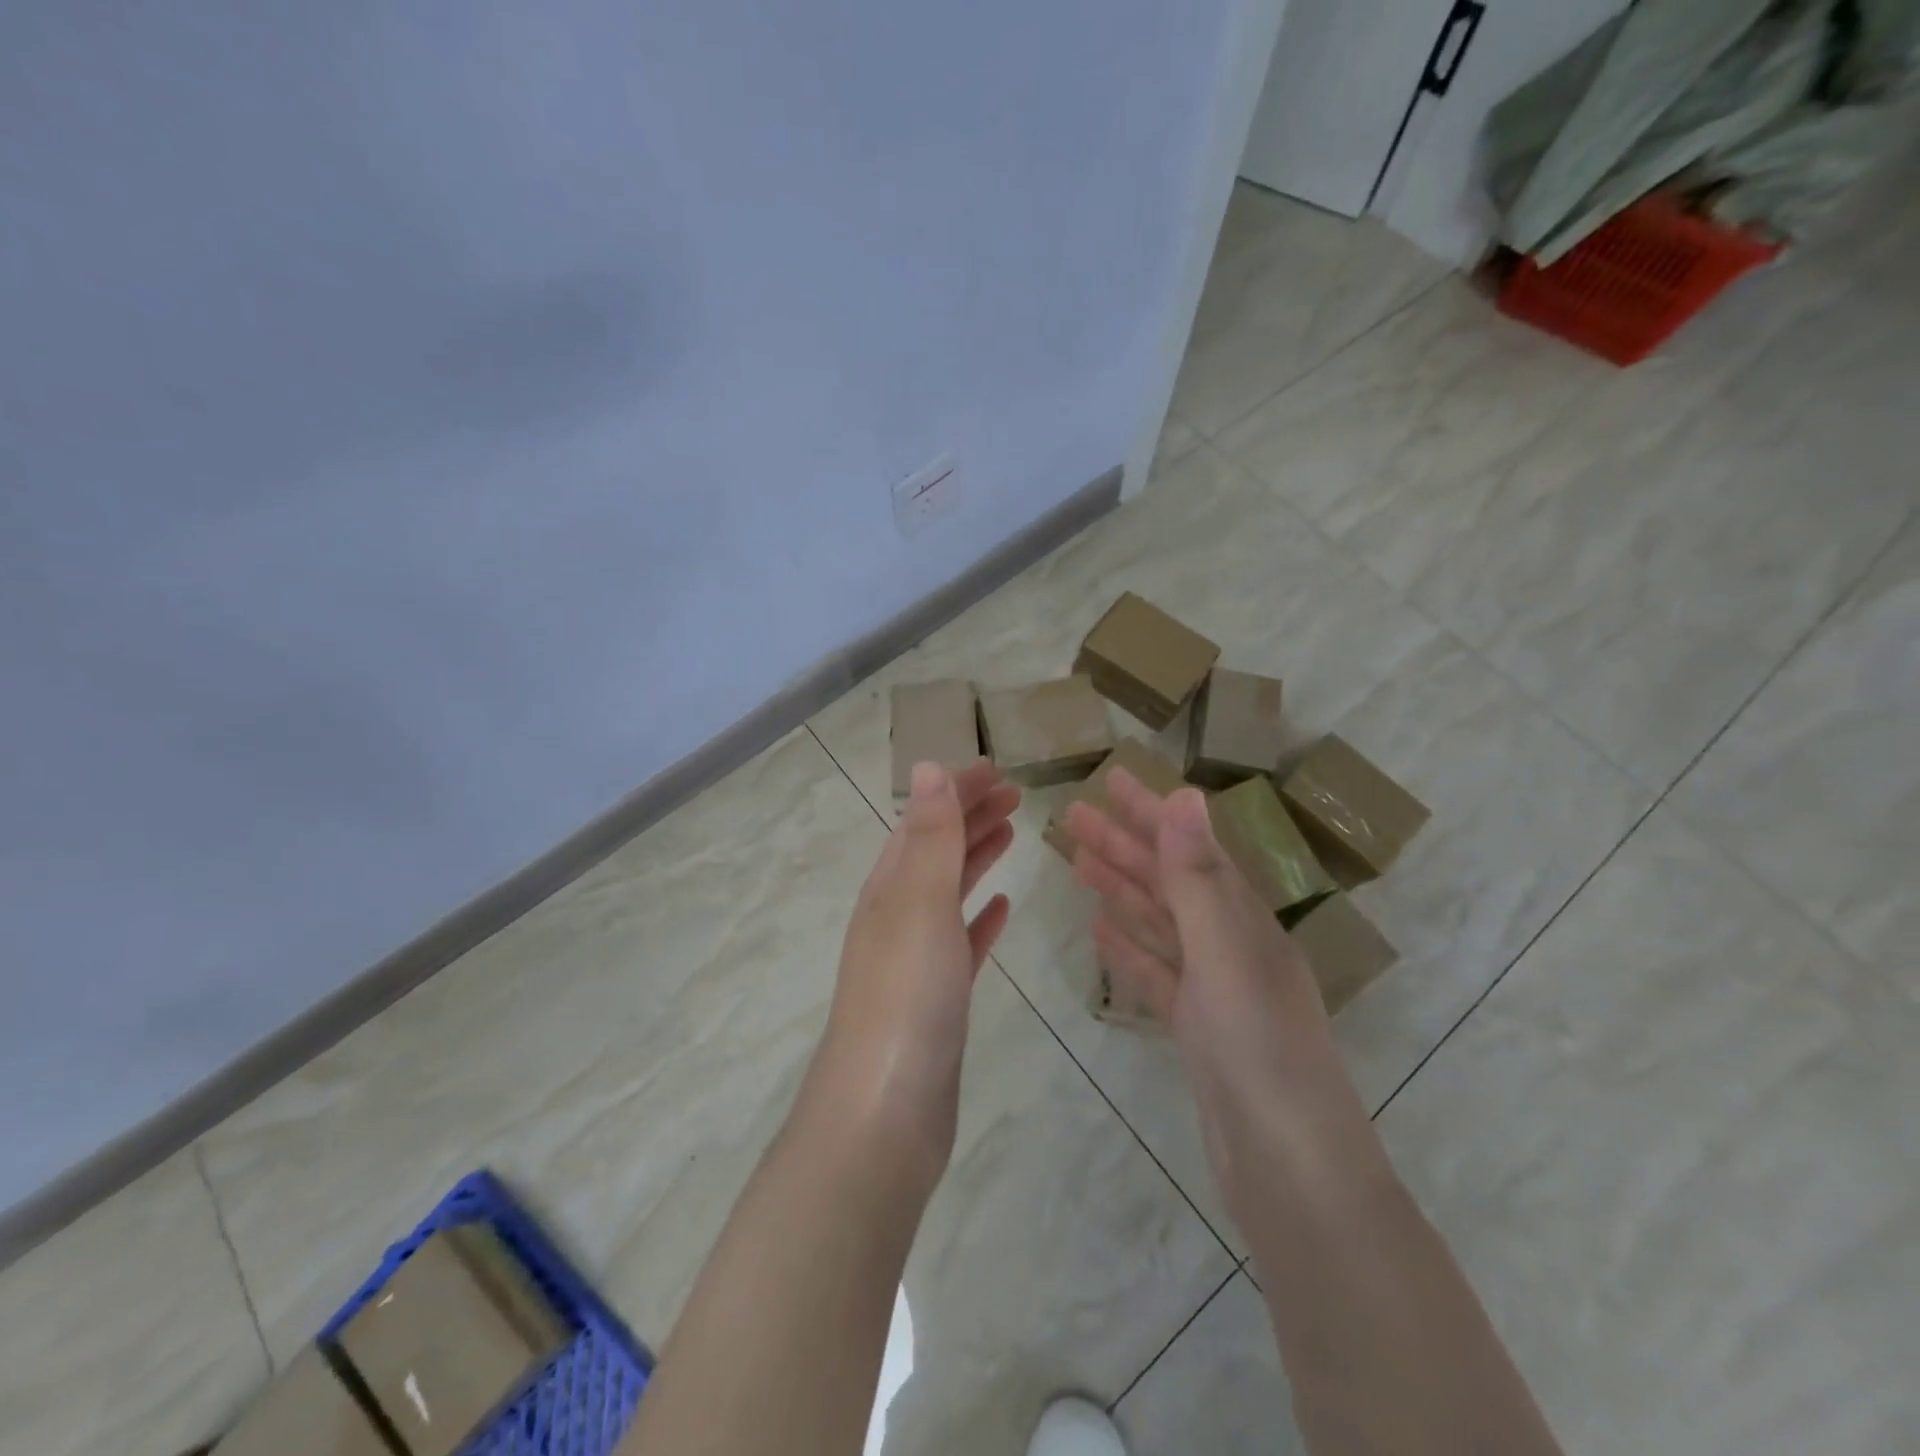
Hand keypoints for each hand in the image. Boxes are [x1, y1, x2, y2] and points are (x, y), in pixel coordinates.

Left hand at [803, 760, 1019, 1193]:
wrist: (885, 1112)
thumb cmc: (907, 996)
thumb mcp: (919, 902)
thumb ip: (928, 836)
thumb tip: (927, 766)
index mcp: (889, 888)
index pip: (924, 821)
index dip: (957, 790)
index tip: (998, 769)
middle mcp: (896, 916)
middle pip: (935, 851)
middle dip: (970, 817)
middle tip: (1015, 795)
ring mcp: (914, 960)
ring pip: (948, 892)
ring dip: (976, 858)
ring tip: (1011, 834)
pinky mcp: (936, 1000)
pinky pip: (960, 941)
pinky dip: (979, 917)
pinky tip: (1002, 909)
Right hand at [1063, 772, 1361, 1167]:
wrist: (1293, 1174)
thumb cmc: (1261, 1055)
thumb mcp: (1226, 957)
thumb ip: (1198, 879)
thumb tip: (1185, 796)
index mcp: (1244, 921)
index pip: (1190, 848)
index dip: (1150, 812)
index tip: (1111, 778)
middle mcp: (1231, 945)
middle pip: (1168, 881)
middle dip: (1123, 844)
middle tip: (1072, 815)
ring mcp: (1214, 988)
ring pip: (1159, 922)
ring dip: (1121, 888)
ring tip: (1078, 861)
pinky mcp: (1197, 1028)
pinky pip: (1156, 971)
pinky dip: (1129, 946)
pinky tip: (1101, 930)